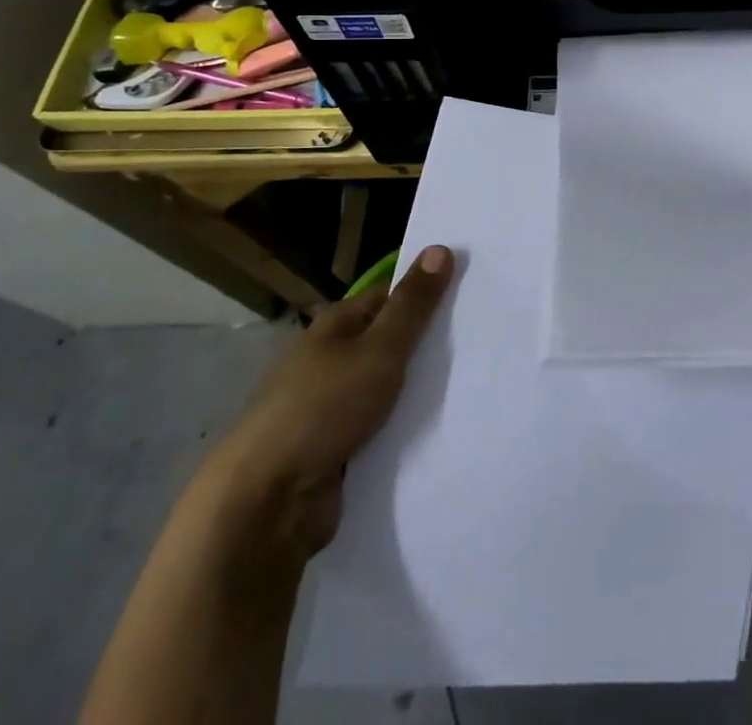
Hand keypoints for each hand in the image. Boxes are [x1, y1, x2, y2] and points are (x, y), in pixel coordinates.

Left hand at [206, 245, 453, 559]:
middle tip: (483, 339)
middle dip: (429, 344)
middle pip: (390, 342)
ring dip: (420, 390)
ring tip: (476, 381)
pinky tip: (443, 427)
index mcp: (337, 326)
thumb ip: (412, 305)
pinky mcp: (338, 450)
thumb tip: (440, 248)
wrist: (268, 503)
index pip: (390, 296)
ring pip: (389, 388)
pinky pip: (383, 429)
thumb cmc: (323, 408)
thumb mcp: (379, 349)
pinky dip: (406, 428)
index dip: (426, 292)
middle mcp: (332, 360)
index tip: (471, 295)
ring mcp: (332, 407)